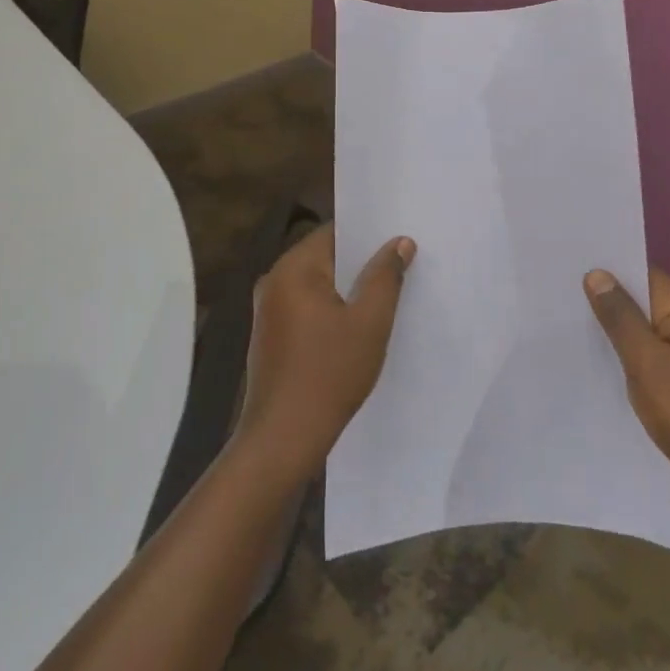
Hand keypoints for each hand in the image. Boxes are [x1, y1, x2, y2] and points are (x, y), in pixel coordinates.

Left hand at [235, 225, 414, 481]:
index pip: (334, 232)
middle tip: (401, 264)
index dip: (368, 233)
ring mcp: (269, 310)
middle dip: (361, 261)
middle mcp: (274, 281)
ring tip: (386, 293)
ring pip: (317, 284)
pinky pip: (307, 306)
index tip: (398, 238)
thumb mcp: (369, 323)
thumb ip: (385, 277)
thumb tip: (400, 242)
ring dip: (348, 288)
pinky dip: (332, 308)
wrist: (282, 438)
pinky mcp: (271, 335)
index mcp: (293, 268)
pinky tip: (358, 324)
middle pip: (325, 256)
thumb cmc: (329, 374)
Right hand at [585, 267, 669, 499]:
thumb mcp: (648, 364)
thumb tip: (599, 274)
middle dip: (609, 305)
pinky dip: (637, 365)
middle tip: (559, 304)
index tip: (566, 271)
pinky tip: (610, 377)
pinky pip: (661, 364)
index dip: (607, 270)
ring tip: (573, 337)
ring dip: (621, 338)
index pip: (642, 274)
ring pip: (652, 336)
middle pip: (647, 304)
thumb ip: (621, 319)